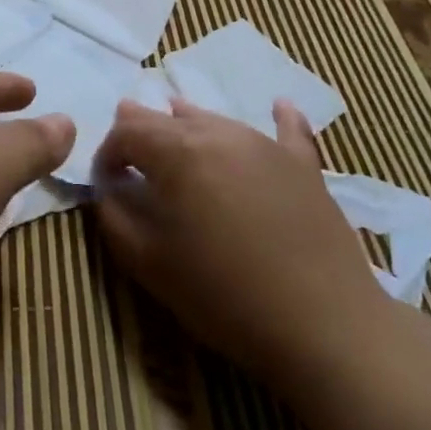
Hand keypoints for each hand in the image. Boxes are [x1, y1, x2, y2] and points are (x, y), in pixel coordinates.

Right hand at [92, 98, 386, 377]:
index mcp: (178, 153)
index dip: (108, 152)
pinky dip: (279, 118)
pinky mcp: (304, 166)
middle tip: (130, 147)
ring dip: (189, 125)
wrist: (325, 324)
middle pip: (168, 119)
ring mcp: (266, 146)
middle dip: (142, 131)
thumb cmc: (224, 295)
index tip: (105, 181)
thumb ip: (115, 217)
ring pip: (216, 121)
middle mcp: (220, 134)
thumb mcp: (150, 264)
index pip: (128, 132)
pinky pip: (289, 131)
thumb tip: (108, 189)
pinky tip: (281, 105)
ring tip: (176, 126)